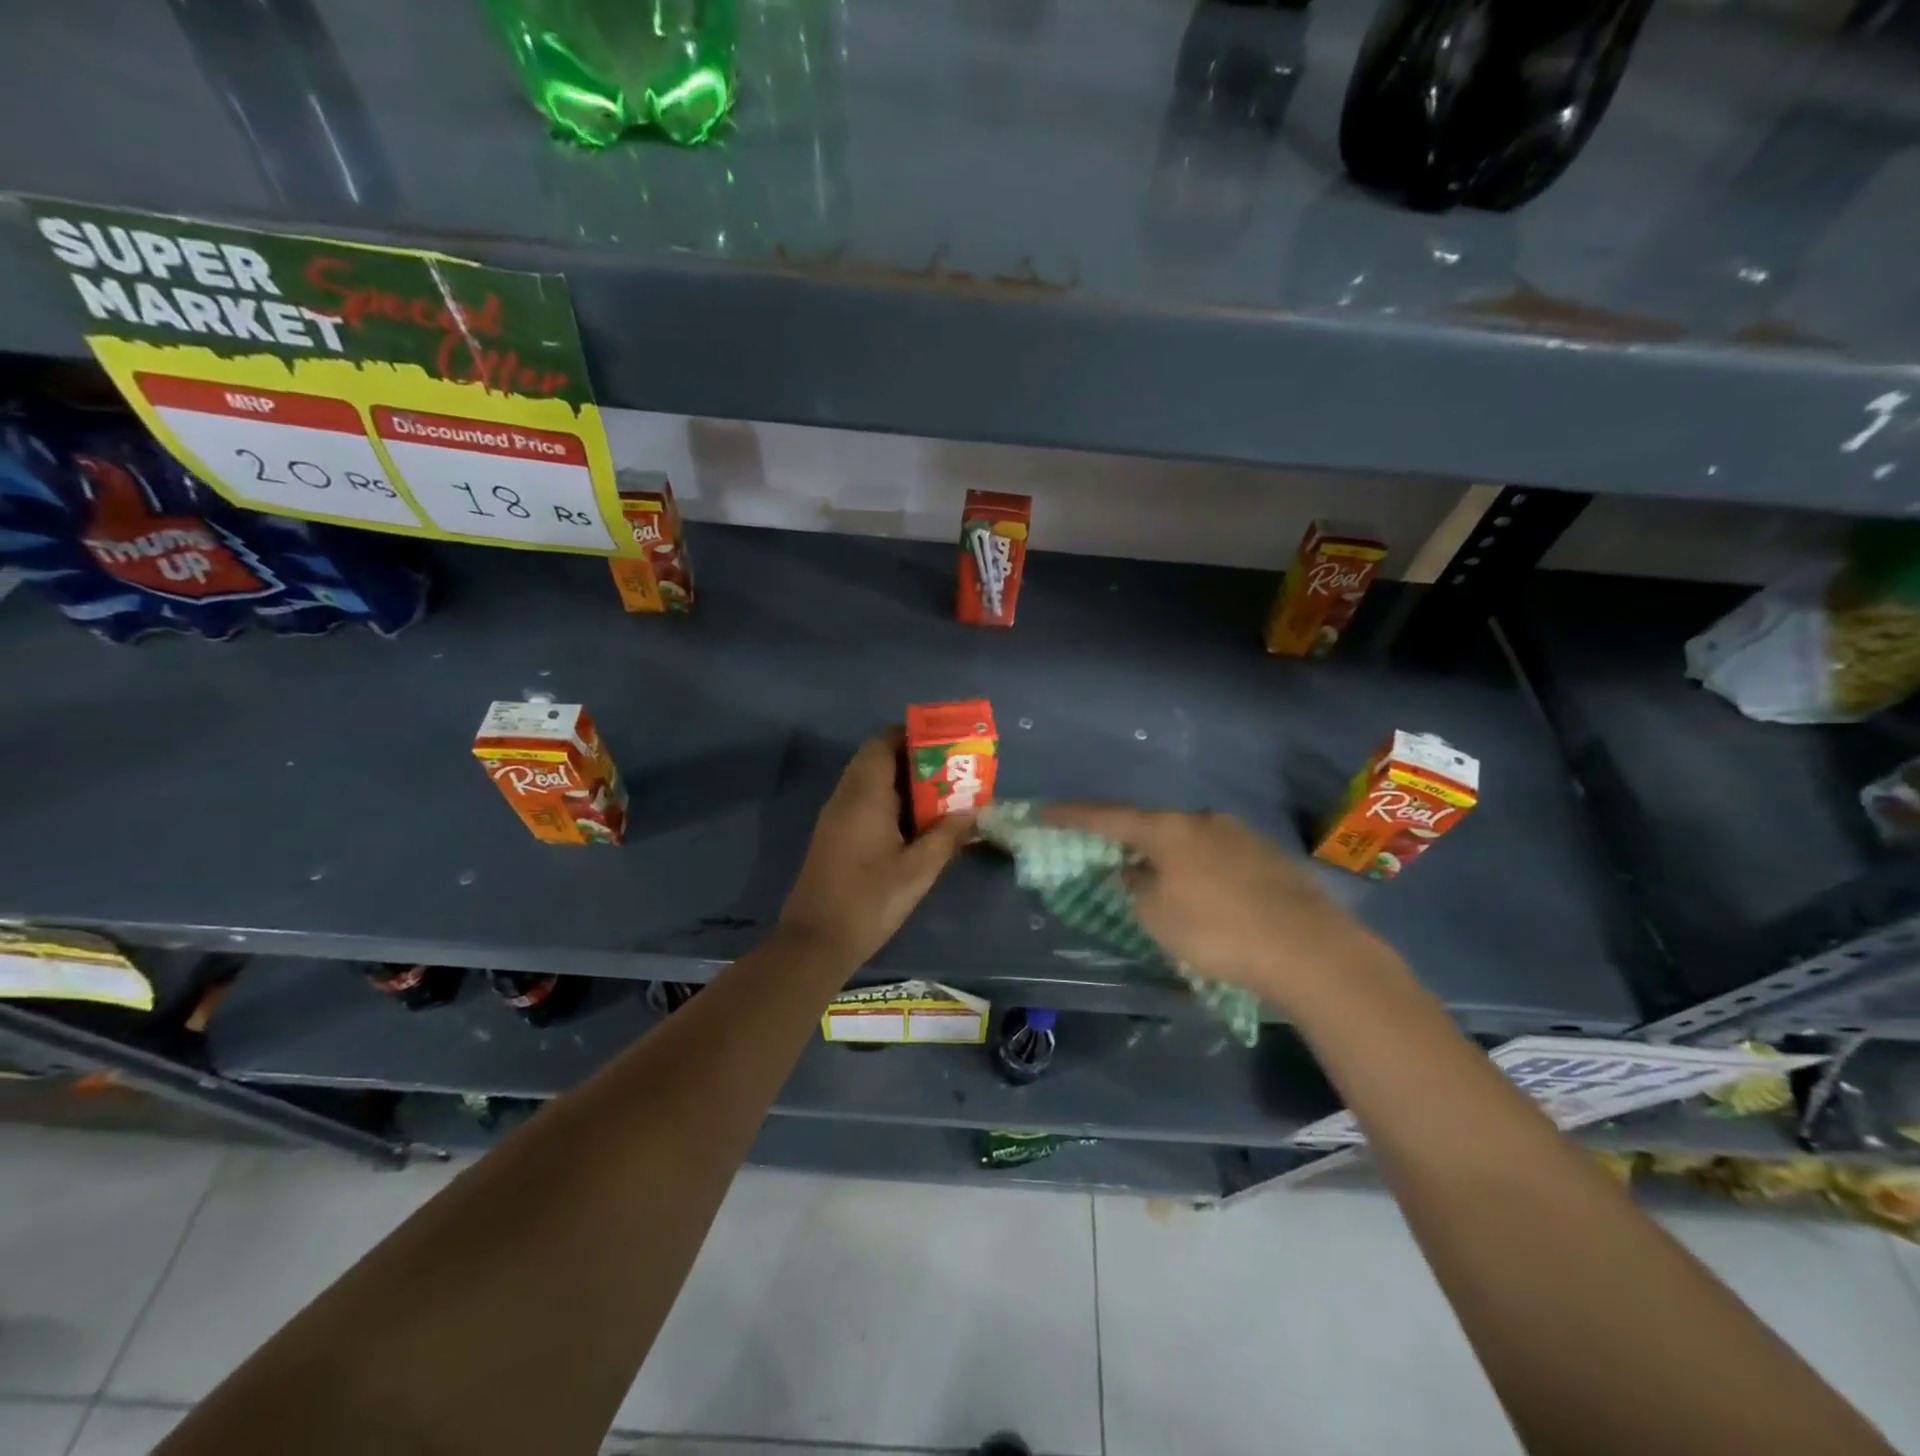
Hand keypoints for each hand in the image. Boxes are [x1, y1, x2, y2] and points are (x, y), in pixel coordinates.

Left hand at [777, 729, 974, 968]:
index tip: (945, 744)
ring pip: (869, 780)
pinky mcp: (834, 834)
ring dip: (902, 782)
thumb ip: (947, 836)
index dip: (913, 735)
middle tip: (950, 772)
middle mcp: (846, 796)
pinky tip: (914, 824)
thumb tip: (972, 811)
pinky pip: (863, 800)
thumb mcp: (918, 870)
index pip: (883, 742)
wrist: (816, 941)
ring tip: (939, 795)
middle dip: (913, 758)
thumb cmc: (870, 900)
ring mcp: (836, 815)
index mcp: (865, 794)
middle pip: (876, 758)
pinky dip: (889, 800)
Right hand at [1041, 806, 1397, 1010]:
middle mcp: (1203, 820)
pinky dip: (1199, 868)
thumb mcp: (1156, 916)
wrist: (1310, 950)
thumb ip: (1132, 886)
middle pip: (1151, 824)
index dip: (1071, 815)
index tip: (1042, 811)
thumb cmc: (1217, 931)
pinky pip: (1217, 855)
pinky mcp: (1268, 856)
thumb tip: (1131, 871)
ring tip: (1158, 880)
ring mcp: (1240, 834)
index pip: (1107, 816)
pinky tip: (1206, 894)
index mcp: (1168, 829)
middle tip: (1106, 853)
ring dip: (1166, 855)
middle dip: (1125, 838)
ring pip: (1187, 840)